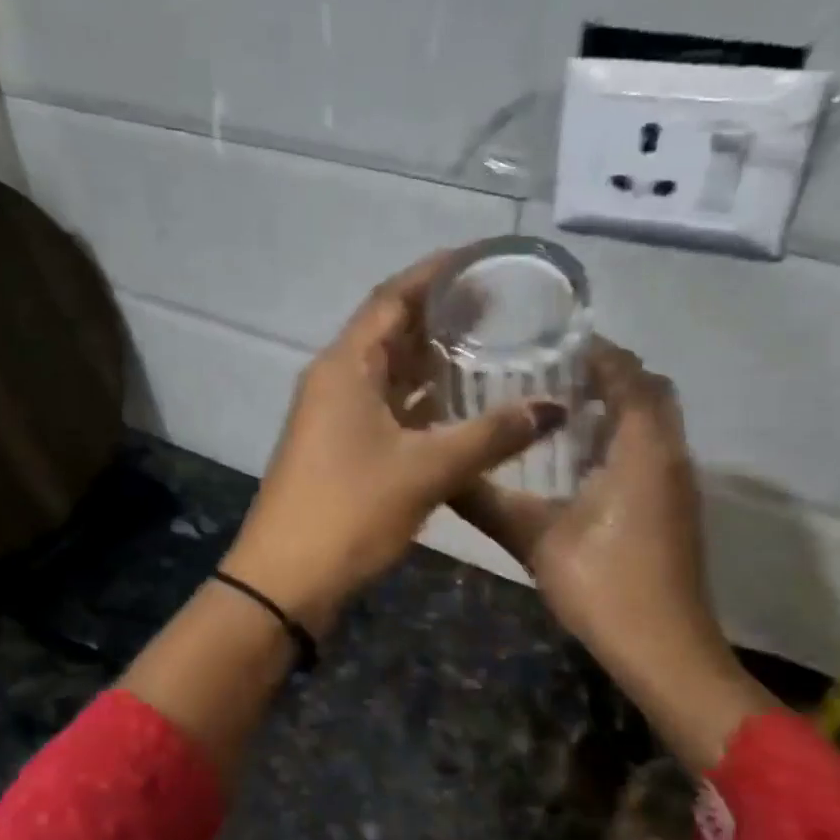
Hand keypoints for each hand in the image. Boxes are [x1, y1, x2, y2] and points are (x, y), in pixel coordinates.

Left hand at [222, 249, 566, 631]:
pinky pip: (386, 410)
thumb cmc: (351, 511)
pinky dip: (421, 404)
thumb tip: (553, 408)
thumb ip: (492, 435)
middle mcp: (335, 381)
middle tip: (498, 307)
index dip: (435, 273)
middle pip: (391, 332)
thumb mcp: (427, 470)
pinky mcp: (339, 450)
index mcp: (346, 366)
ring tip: (488, 350)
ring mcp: (333, 418)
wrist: (286, 580)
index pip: (392, 298)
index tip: (480, 259)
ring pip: (389, 375)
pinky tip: (459, 410)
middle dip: (440, 317)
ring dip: (432, 363)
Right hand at [454, 340, 772, 768]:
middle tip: (550, 373)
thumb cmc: (604, 586)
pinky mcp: (674, 508)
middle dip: (607, 374)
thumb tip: (442, 474)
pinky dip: (623, 437)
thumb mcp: (535, 540)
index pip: (629, 374)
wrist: (664, 650)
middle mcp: (670, 454)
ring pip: (654, 422)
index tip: (549, 341)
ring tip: (556, 408)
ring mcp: (677, 483)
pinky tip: (576, 461)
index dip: (595, 351)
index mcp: (643, 448)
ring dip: (616, 406)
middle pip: (649, 390)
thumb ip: (487, 502)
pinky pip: (653, 449)